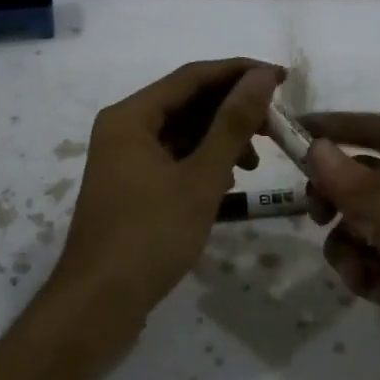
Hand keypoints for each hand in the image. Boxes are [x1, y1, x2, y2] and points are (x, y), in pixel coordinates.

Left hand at [50, 59, 282, 358]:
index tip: (282, 78)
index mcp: (131, 116)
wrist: (97, 306)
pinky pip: (174, 156)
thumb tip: (261, 76)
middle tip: (277, 124)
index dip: (240, 73)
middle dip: (233, 110)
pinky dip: (204, 161)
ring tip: (256, 160)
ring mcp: (125, 158)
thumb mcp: (200, 178)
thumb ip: (233, 124)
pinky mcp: (132, 185)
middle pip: (187, 102)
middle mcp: (124, 127)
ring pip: (183, 131)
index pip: (192, 76)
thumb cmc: (150, 237)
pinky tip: (230, 179)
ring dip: (221, 138)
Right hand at [302, 112, 379, 379]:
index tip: (291, 133)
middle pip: (369, 175)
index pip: (377, 129)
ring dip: (355, 245)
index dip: (333, 127)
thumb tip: (317, 148)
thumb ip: (370, 193)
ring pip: (374, 217)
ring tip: (361, 281)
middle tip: (316, 222)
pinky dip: (375, 266)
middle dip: (340, 200)